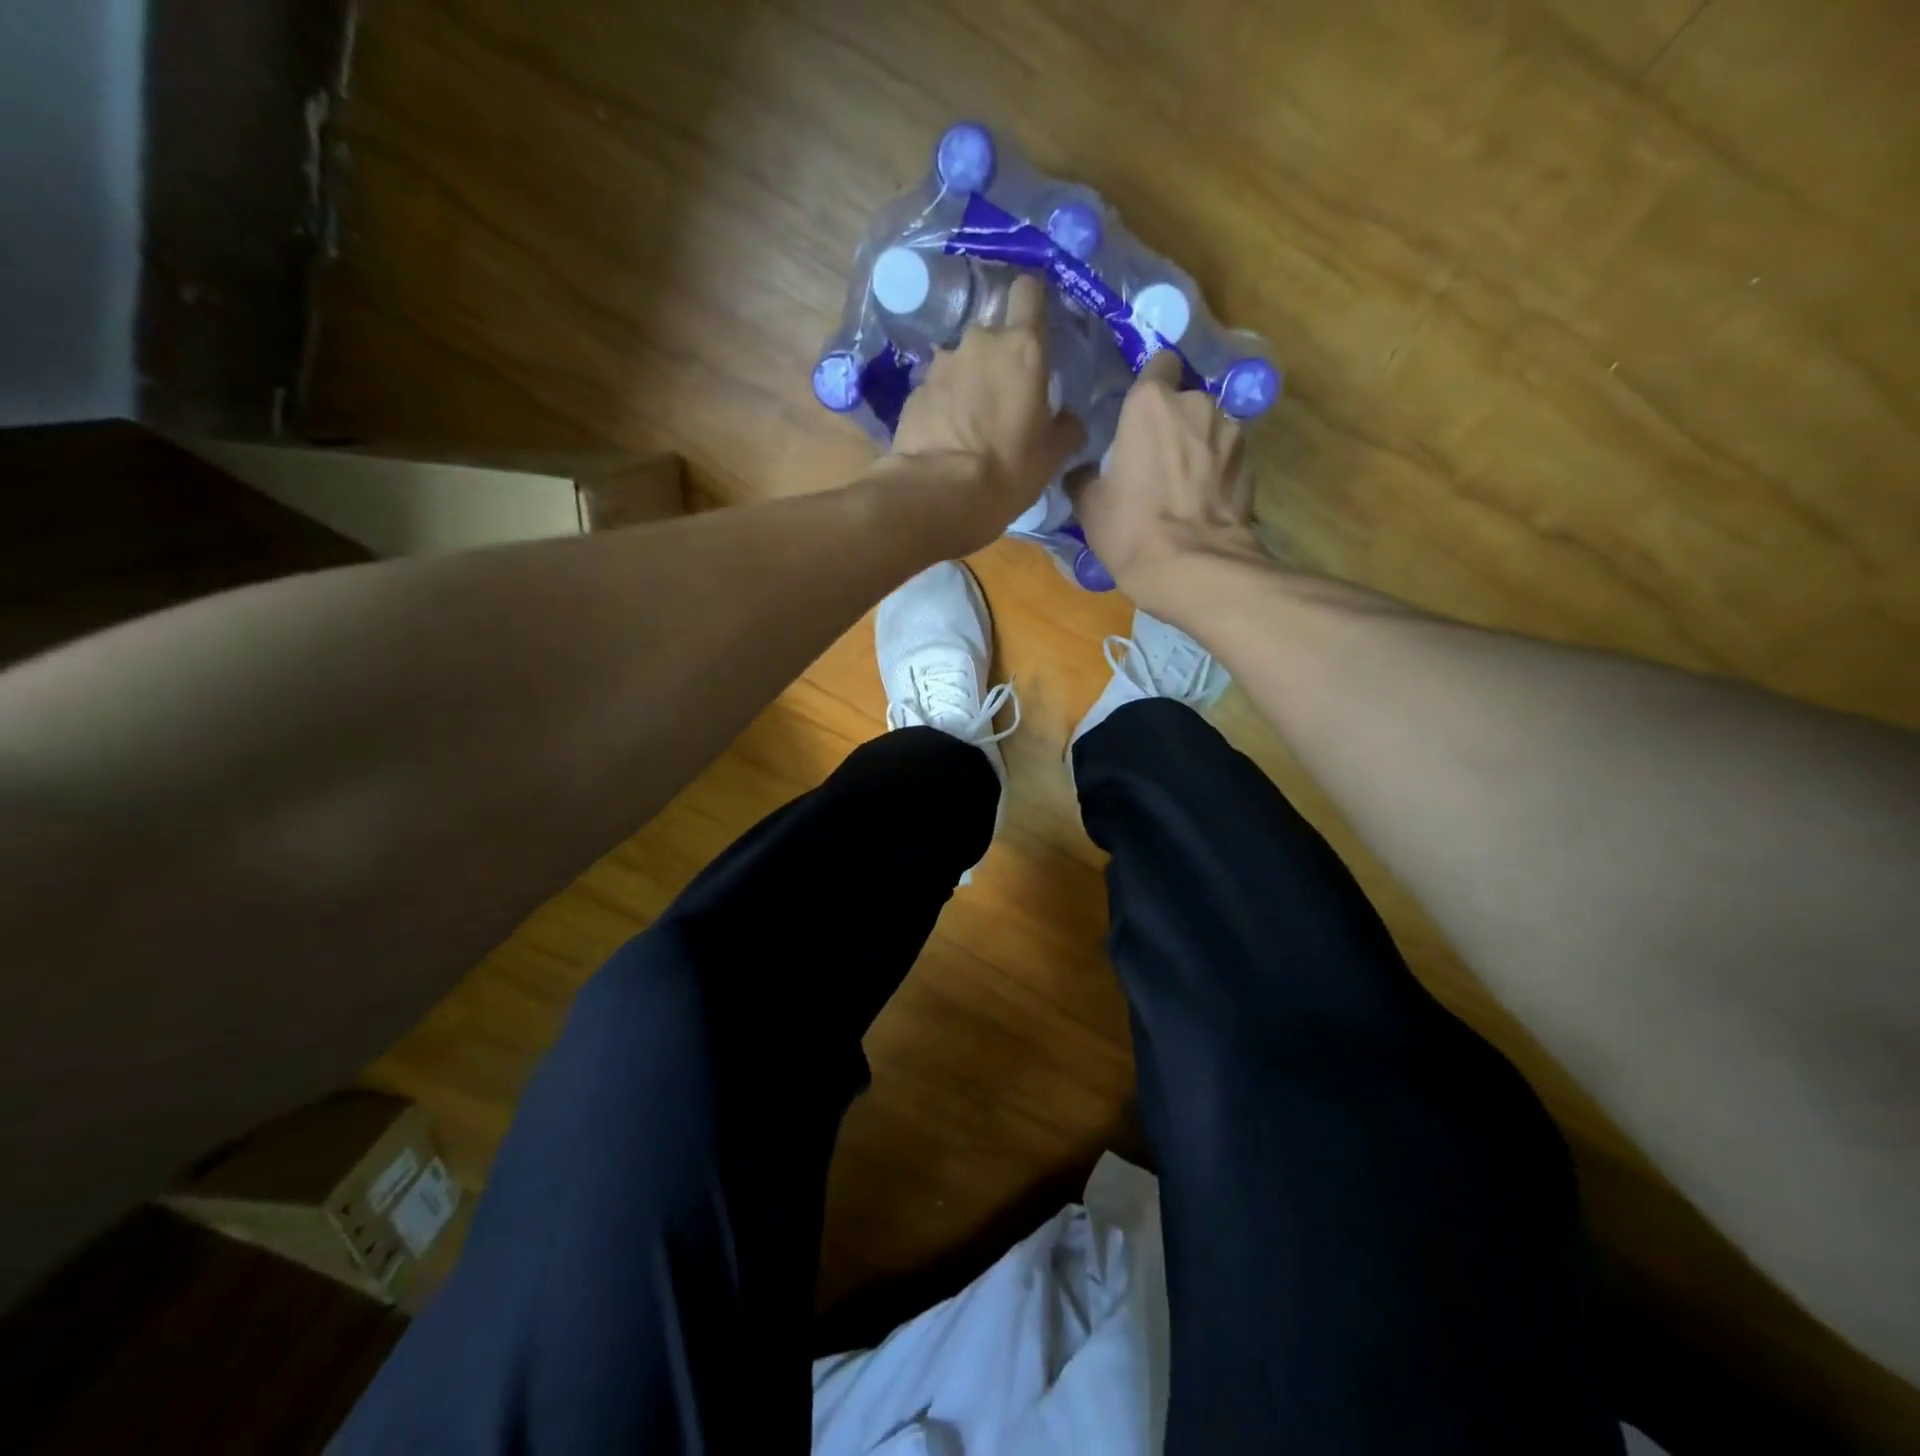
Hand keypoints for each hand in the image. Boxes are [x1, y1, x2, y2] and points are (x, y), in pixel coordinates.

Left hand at [882, 273, 1085, 551]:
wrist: (939, 494)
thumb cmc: (1008, 470)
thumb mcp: (1053, 455)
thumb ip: (1067, 427)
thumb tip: (1069, 419)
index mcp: (1022, 347)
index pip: (1029, 291)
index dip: (1032, 303)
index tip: (1035, 323)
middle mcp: (979, 342)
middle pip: (993, 335)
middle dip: (998, 359)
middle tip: (1004, 397)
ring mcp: (941, 364)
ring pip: (962, 362)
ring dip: (968, 383)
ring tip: (970, 423)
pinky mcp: (914, 390)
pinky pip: (937, 390)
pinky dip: (943, 405)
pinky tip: (946, 436)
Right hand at [1067, 350, 1258, 611]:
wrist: (1193, 568)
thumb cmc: (1131, 529)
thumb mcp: (1090, 505)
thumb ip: (1086, 476)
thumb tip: (1083, 472)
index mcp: (1151, 403)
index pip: (1159, 363)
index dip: (1150, 384)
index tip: (1139, 411)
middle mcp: (1197, 404)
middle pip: (1186, 399)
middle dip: (1175, 421)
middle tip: (1157, 456)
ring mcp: (1231, 433)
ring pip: (1210, 428)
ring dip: (1198, 446)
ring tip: (1183, 483)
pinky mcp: (1251, 465)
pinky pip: (1227, 458)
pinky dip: (1217, 472)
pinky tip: (1203, 501)